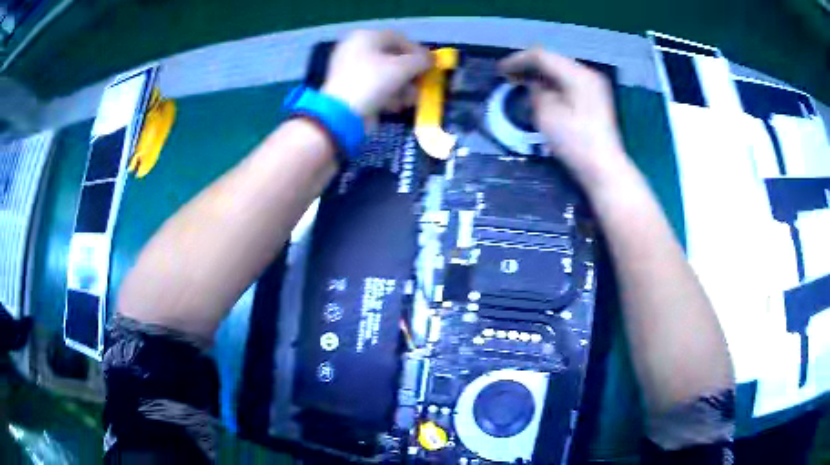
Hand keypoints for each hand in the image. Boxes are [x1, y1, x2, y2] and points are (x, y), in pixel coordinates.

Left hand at [322, 30, 431, 124]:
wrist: (342, 112)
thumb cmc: (374, 81)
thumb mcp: (403, 67)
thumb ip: (422, 61)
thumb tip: (432, 60)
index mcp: (366, 37)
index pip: (399, 38)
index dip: (417, 51)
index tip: (430, 65)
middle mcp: (356, 49)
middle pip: (392, 57)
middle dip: (410, 73)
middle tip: (421, 84)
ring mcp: (350, 69)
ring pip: (384, 74)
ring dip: (402, 86)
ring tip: (411, 99)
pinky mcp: (349, 88)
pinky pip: (374, 86)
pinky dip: (387, 94)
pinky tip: (396, 106)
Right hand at [499, 48, 627, 187]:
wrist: (604, 169)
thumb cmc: (575, 142)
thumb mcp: (547, 114)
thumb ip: (536, 91)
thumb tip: (533, 83)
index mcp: (577, 74)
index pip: (541, 56)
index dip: (517, 60)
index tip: (500, 71)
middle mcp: (587, 74)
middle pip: (553, 61)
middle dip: (529, 66)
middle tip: (508, 77)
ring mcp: (594, 86)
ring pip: (561, 71)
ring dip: (540, 75)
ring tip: (521, 84)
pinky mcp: (595, 99)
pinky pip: (569, 83)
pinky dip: (553, 85)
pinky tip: (541, 93)